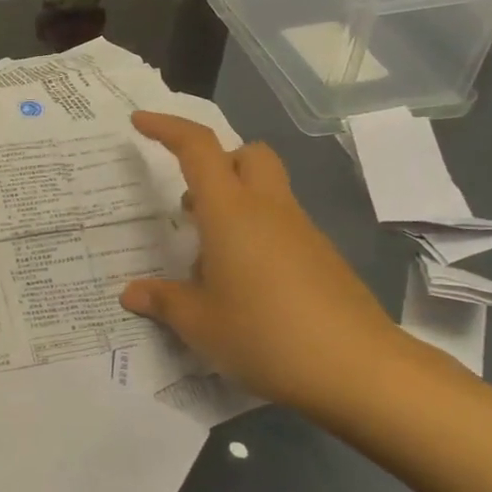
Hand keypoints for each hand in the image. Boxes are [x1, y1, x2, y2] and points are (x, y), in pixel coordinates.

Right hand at [119, 113, 411, 411]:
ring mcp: (301, 231)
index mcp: (230, 212)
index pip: (197, 148)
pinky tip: (243, 284)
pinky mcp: (322, 257)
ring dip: (233, 203)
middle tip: (189, 200)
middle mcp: (268, 209)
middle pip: (246, 154)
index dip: (166, 127)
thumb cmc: (266, 336)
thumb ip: (163, 301)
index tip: (140, 121)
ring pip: (266, 190)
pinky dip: (255, 234)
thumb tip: (131, 293)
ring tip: (208, 257)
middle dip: (216, 161)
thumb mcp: (200, 323)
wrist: (359, 370)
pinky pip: (281, 224)